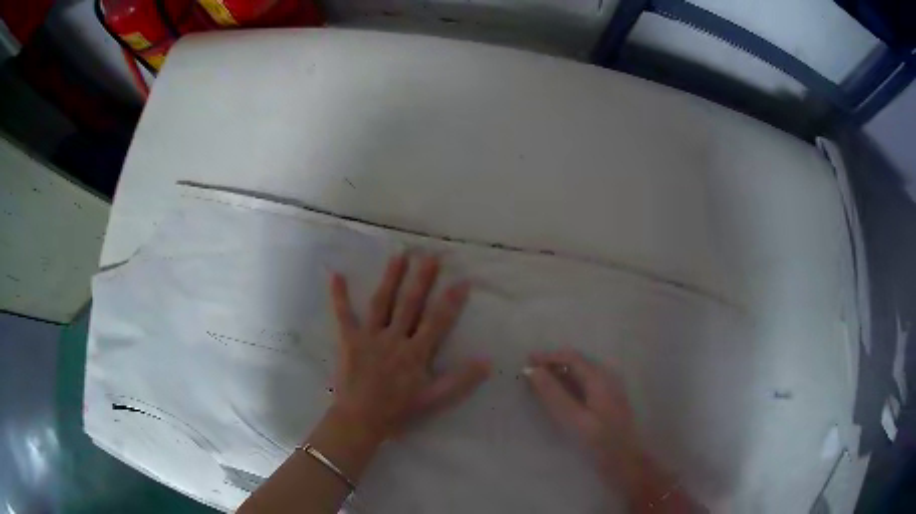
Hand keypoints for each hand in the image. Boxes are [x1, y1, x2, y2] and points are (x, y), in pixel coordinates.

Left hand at [330, 253, 490, 440]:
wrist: (360, 420)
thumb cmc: (398, 411)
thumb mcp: (434, 399)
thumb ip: (460, 380)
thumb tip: (487, 361)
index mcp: (415, 353)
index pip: (437, 321)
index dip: (451, 300)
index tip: (462, 280)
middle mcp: (394, 338)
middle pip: (410, 304)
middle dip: (422, 279)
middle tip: (430, 255)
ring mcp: (369, 337)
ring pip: (382, 302)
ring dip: (391, 278)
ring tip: (399, 255)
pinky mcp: (349, 340)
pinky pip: (343, 315)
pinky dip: (339, 296)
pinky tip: (336, 275)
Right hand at [524, 350, 639, 470]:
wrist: (625, 460)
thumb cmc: (600, 440)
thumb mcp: (574, 418)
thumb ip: (553, 394)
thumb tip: (533, 371)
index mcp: (600, 378)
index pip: (572, 357)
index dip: (549, 357)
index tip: (528, 361)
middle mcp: (606, 377)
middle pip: (578, 363)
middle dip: (554, 364)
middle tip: (531, 373)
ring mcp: (609, 389)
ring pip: (582, 373)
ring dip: (561, 374)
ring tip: (541, 383)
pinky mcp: (608, 401)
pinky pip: (586, 384)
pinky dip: (569, 384)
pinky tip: (560, 395)